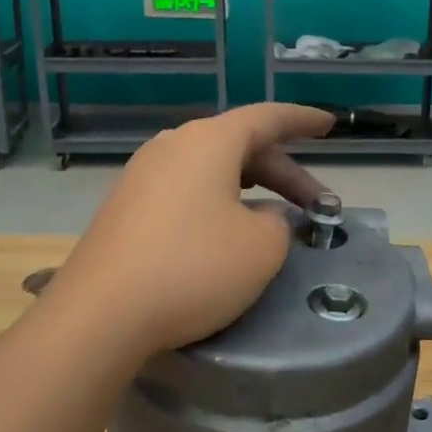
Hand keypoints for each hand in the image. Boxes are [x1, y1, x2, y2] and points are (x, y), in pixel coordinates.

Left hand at [49, 103, 334, 356]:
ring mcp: (142, 176)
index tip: (330, 123)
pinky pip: (184, 191)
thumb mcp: (261, 247)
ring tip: (274, 217)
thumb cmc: (194, 268)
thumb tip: (262, 217)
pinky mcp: (125, 208)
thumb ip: (277, 222)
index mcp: (209, 142)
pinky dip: (216, 204)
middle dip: (283, 172)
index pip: (266, 117)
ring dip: (249, 189)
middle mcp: (172, 146)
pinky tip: (225, 235)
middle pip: (240, 146)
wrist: (101, 314)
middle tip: (317, 204)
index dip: (302, 120)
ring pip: (211, 170)